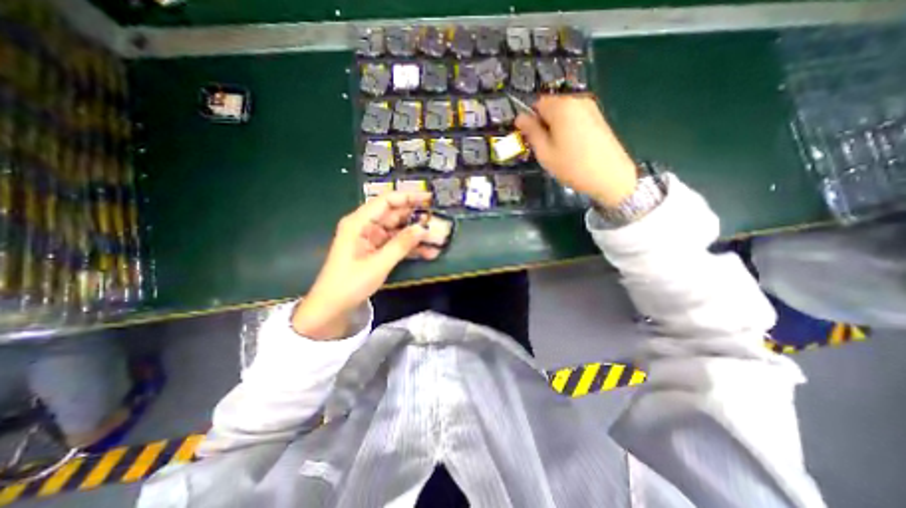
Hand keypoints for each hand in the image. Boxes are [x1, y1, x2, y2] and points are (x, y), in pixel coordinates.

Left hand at [292, 193, 436, 340]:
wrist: (332, 307)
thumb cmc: (350, 283)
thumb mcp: (378, 264)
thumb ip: (401, 244)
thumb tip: (423, 228)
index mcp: (359, 223)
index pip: (386, 201)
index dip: (408, 197)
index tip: (429, 199)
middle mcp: (366, 226)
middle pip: (395, 216)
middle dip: (417, 219)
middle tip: (440, 222)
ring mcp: (372, 239)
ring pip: (399, 231)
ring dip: (417, 236)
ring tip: (439, 240)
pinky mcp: (376, 251)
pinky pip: (397, 245)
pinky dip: (411, 248)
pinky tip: (429, 253)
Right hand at [516, 96, 636, 205]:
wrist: (610, 176)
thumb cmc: (572, 166)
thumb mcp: (545, 152)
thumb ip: (531, 132)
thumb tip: (520, 117)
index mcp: (561, 106)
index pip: (537, 103)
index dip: (530, 120)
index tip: (530, 138)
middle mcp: (577, 100)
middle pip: (551, 106)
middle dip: (544, 124)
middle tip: (545, 147)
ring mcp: (591, 107)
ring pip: (563, 113)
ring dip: (556, 127)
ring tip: (560, 150)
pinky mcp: (599, 117)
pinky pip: (575, 118)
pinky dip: (569, 129)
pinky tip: (573, 147)